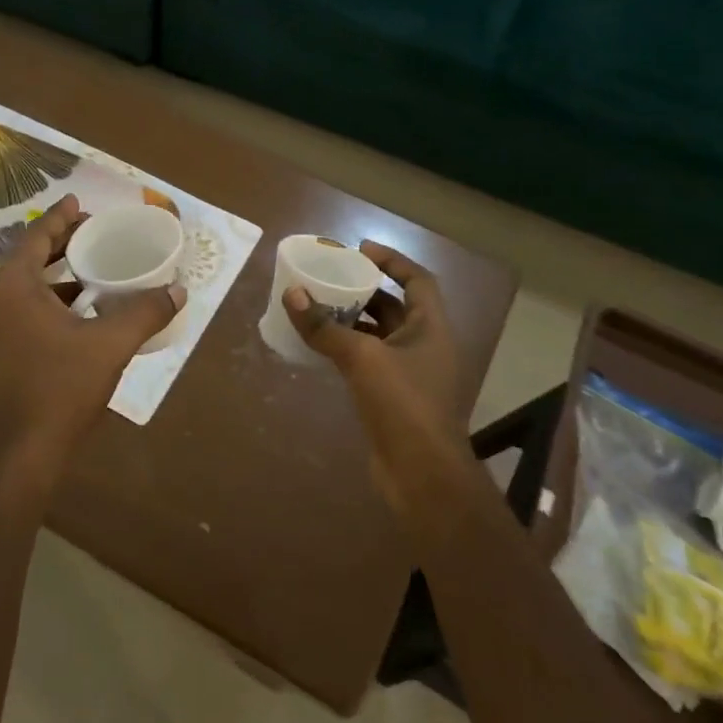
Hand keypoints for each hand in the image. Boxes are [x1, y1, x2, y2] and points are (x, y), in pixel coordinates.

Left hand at [0, 195, 185, 485]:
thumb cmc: (60, 389)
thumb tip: (177, 289)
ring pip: (23, 290)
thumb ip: (144, 313)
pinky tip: (75, 317)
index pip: (36, 238)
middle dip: (59, 245)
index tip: (78, 202)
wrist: (18, 455)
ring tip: (88, 272)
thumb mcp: (110, 346)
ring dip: (53, 279)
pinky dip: (45, 304)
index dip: (60, 218)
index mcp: (12, 288)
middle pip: (27, 261)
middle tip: (91, 234)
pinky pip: (19, 313)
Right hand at [283, 242, 470, 499]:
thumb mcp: (361, 358)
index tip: (360, 249)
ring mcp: (411, 373)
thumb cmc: (402, 404)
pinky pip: (370, 361)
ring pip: (380, 336)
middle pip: (396, 307)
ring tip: (319, 307)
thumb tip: (292, 295)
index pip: (418, 280)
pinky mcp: (394, 397)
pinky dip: (348, 350)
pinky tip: (320, 347)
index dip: (392, 260)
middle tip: (331, 278)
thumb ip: (325, 327)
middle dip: (365, 291)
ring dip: (353, 321)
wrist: (421, 472)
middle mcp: (426, 345)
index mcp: (431, 327)